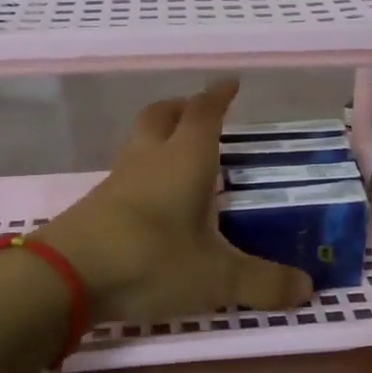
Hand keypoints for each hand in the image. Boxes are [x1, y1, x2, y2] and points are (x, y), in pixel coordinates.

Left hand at [37, 80, 312, 326]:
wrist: (64, 277)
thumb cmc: (150, 261)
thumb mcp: (216, 278)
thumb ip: (263, 283)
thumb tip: (307, 288)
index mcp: (184, 160)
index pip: (204, 113)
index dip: (218, 96)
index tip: (230, 84)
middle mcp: (148, 160)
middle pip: (161, 115)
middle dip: (182, 108)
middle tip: (200, 113)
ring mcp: (116, 181)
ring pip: (138, 143)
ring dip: (158, 138)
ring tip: (179, 157)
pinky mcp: (95, 206)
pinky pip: (124, 175)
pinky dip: (142, 173)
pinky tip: (152, 201)